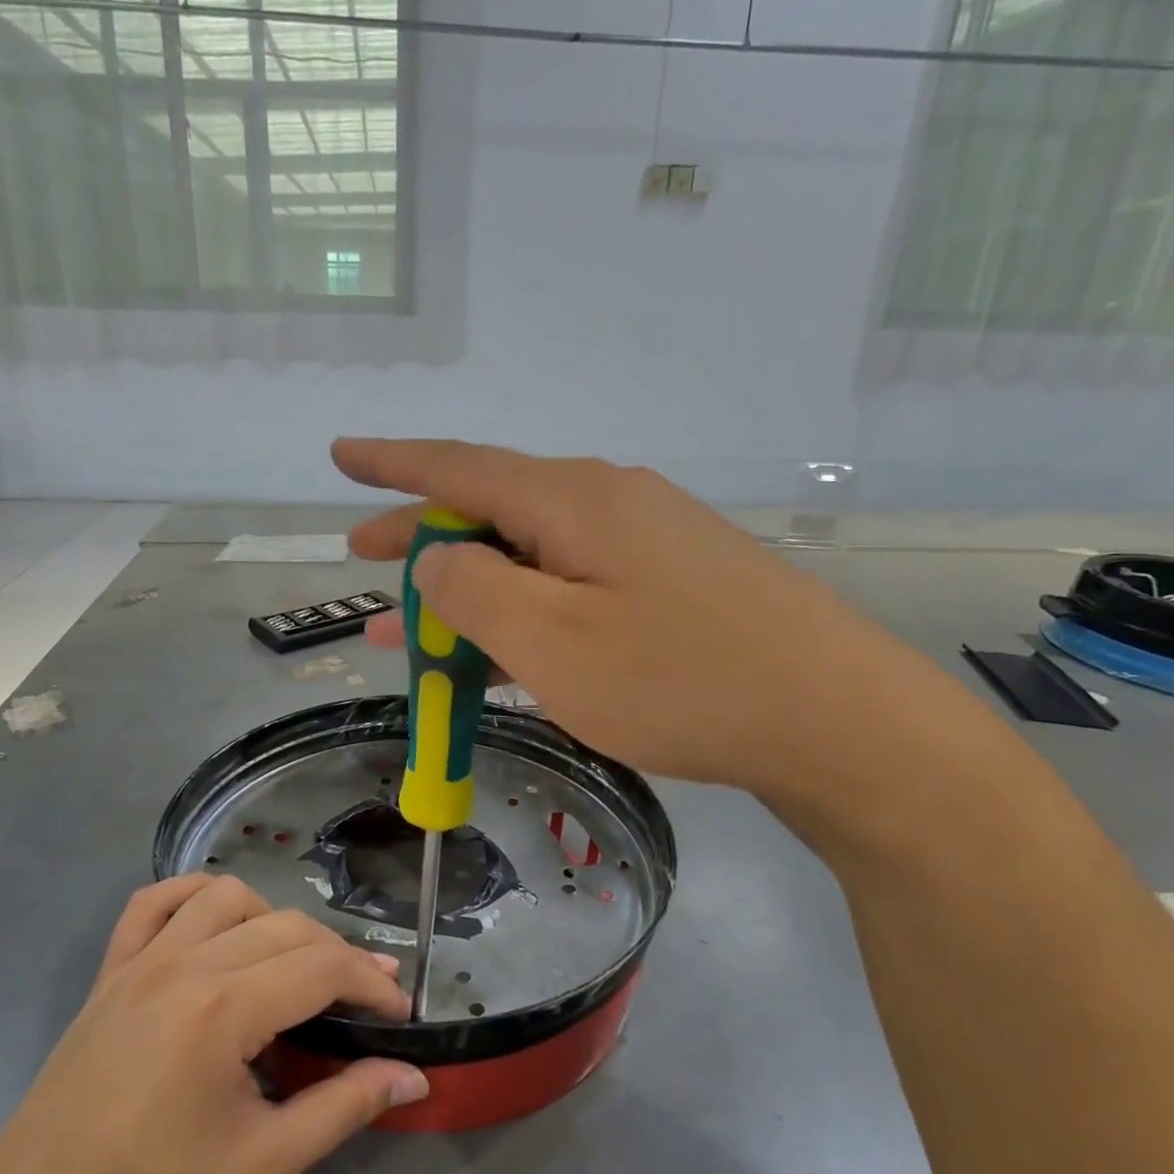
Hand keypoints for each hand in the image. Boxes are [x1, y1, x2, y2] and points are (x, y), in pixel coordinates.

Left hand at [0, 873, 428, 1173]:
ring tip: (289, 968)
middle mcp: (183, 963)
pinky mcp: (110, 969)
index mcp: (221, 1009)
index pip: (322, 966)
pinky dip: (193, 896)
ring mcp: (140, 959)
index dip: (372, 984)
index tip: (399, 1014)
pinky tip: (215, 925)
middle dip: (338, 955)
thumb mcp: (263, 1166)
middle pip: (287, 926)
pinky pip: (154, 901)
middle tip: (362, 1000)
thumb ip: (345, 1108)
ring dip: (273, 920)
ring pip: (228, 896)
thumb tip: (414, 1078)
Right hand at [337, 437, 921, 797]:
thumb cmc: (680, 679)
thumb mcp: (552, 641)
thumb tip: (437, 555)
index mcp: (573, 501)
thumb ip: (476, 591)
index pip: (459, 466)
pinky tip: (498, 653)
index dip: (392, 462)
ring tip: (406, 635)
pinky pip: (571, 590)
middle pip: (492, 511)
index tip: (340, 453)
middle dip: (421, 537)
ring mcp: (645, 548)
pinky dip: (522, 617)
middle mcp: (608, 506)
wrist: (832, 720)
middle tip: (362, 560)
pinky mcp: (670, 590)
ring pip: (530, 559)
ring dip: (468, 592)